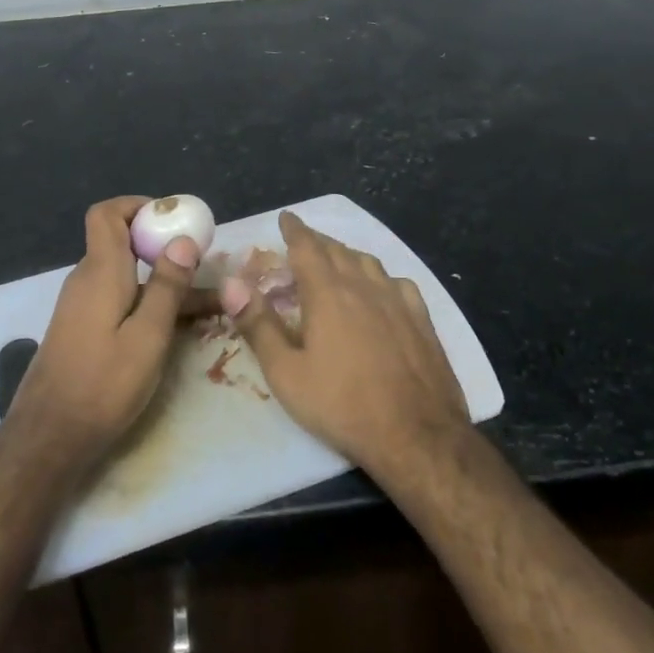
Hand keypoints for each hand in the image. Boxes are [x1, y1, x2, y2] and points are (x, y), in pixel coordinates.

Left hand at [6, 196, 203, 472]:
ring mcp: (80, 304)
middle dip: (162, 245)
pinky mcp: (81, 327)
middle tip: (202, 263)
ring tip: (205, 300)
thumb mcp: (148, 336)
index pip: (106, 213)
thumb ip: (167, 286)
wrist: (49, 437)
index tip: (173, 222)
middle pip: (120, 241)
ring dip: (161, 279)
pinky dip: (146, 300)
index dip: (138, 206)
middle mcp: (86, 279)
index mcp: (100, 271)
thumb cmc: (103, 385)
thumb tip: (183, 239)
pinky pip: (118, 298)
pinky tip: (175, 325)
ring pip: (125, 275)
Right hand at [222, 211, 469, 478]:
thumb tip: (231, 284)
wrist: (417, 435)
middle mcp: (363, 286)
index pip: (307, 247)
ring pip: (369, 263)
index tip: (286, 217)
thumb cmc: (342, 405)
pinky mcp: (422, 320)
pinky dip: (380, 277)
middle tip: (304, 241)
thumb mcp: (286, 373)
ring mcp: (398, 301)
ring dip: (348, 255)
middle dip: (318, 241)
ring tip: (337, 260)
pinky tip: (382, 290)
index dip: (294, 229)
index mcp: (328, 293)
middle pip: (338, 250)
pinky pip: (398, 283)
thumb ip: (258, 325)